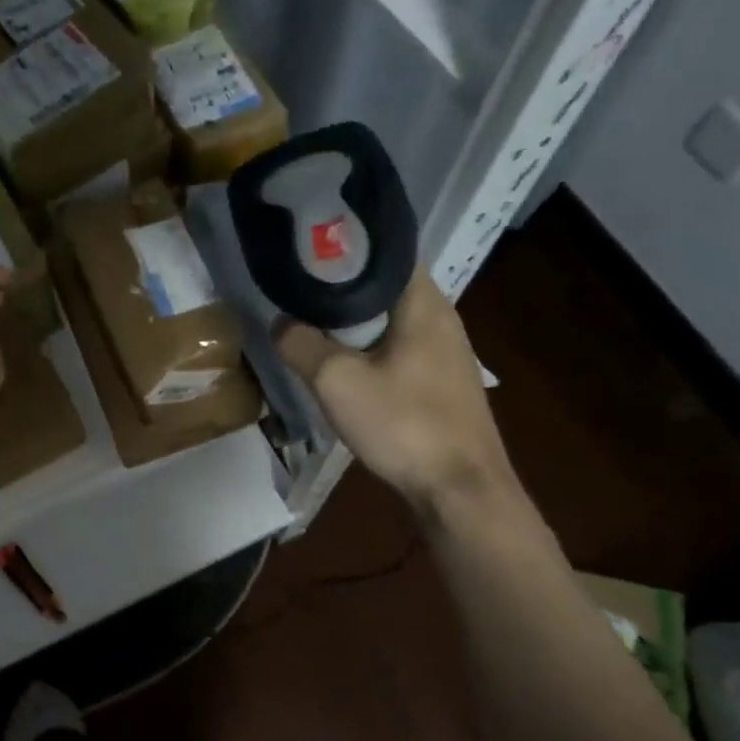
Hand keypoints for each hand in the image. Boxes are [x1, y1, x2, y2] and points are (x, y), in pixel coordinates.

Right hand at [276, 267, 513, 509]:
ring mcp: (443, 352)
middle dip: (340, 289)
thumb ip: (301, 344)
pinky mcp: (439, 382)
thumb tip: (280, 323)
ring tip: (309, 328)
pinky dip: (367, 349)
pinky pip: (396, 349)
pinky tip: (341, 368)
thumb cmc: (403, 424)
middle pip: (383, 288)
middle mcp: (440, 318)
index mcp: (424, 304)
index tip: (306, 255)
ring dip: (351, 324)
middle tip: (297, 294)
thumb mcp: (336, 381)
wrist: (459, 490)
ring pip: (388, 322)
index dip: (345, 250)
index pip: (386, 253)